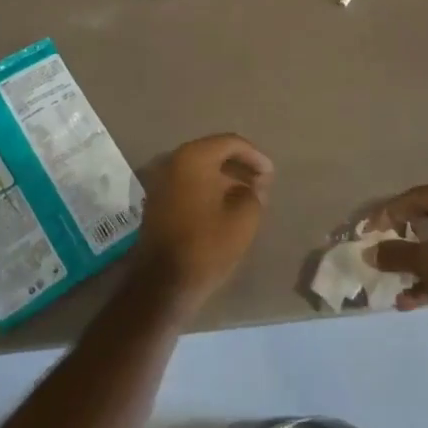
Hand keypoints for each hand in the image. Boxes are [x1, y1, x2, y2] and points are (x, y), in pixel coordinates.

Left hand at [132, 134, 273, 316]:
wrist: (162, 284)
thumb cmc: (207, 245)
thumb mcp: (244, 219)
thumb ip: (255, 193)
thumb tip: (254, 185)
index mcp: (193, 158)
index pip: (230, 143)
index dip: (255, 156)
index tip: (271, 175)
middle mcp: (173, 161)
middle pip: (213, 153)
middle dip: (240, 166)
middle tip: (261, 184)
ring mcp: (161, 181)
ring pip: (200, 170)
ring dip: (224, 179)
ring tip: (247, 197)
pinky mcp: (157, 201)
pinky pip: (188, 184)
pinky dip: (208, 189)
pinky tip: (225, 207)